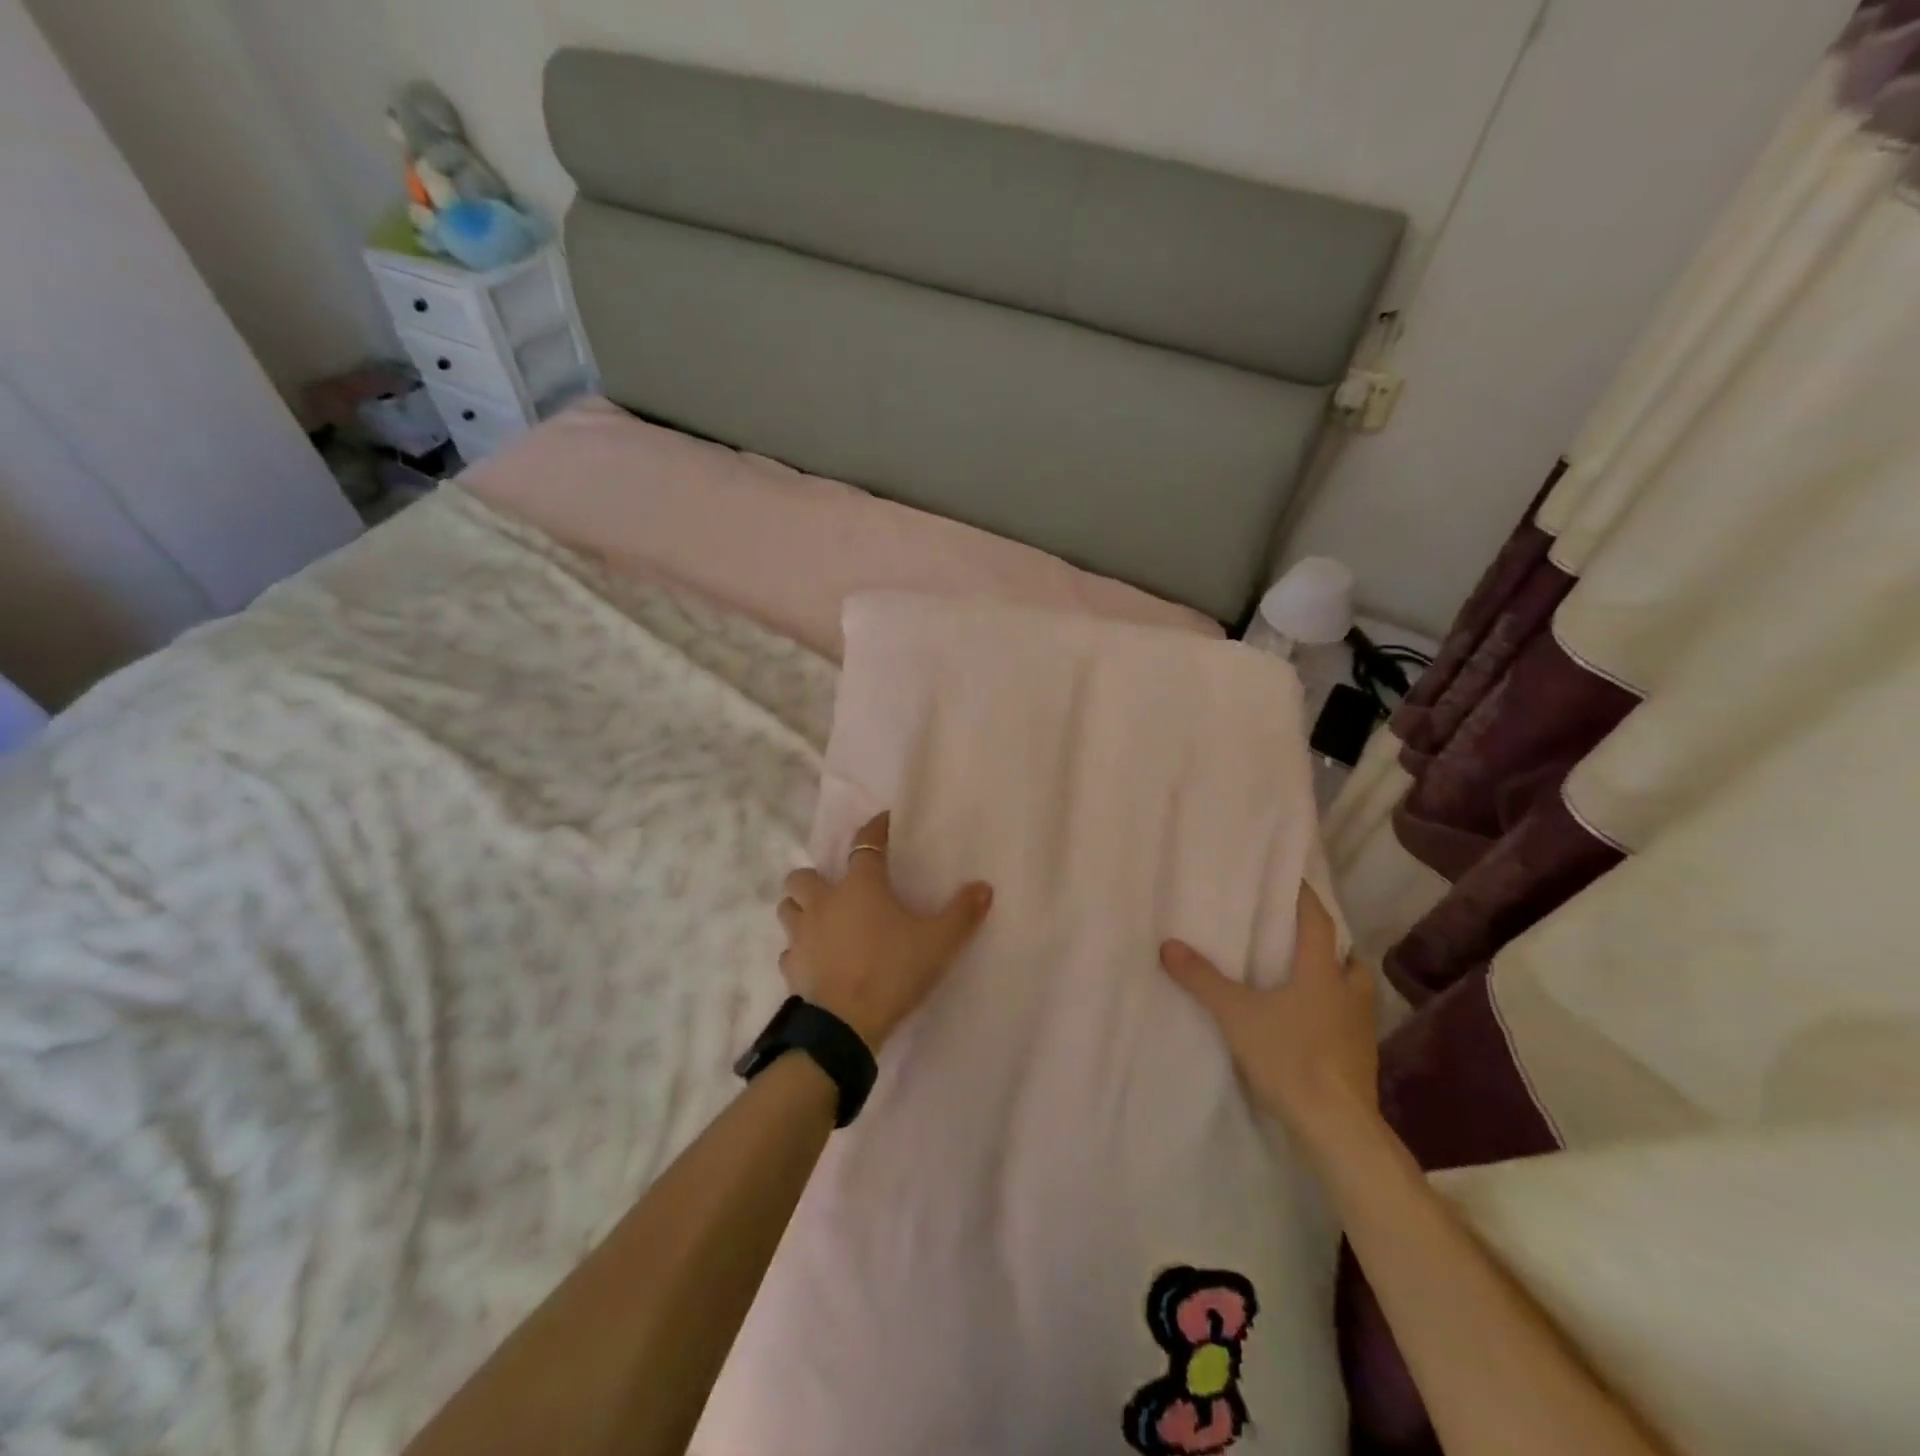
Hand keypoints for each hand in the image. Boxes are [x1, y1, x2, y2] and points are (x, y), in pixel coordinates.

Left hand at [778, 812, 994, 1050]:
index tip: (884, 822)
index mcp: (860, 886)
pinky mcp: (792, 967)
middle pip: (804, 876)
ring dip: (800, 908)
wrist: (846, 1024)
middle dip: (815, 878)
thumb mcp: (939, 942)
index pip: (865, 844)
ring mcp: (802, 935)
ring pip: (788, 908)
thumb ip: (962, 913)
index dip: (875, 829)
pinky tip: (816, 959)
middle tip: (837, 890)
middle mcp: (824, 902)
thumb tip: (983, 887)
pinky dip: (800, 949)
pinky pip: (790, 949)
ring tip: (821, 920)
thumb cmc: (893, 971)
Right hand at [1160, 883, 1377, 1155]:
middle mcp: (1349, 994)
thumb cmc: (1289, 1057)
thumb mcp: (1236, 1014)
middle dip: (1330, 947)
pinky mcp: (1361, 1059)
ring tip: (1305, 982)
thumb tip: (1167, 945)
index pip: (1318, 923)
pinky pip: (1350, 1022)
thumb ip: (1202, 979)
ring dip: (1336, 981)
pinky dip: (1334, 1014)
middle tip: (1300, 941)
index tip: (1293, 881)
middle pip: (1348, 958)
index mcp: (1322, 973)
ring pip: (1354, 991)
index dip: (1306, 899)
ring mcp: (1360, 1029)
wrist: (1336, 1126)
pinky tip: (1310, 1026)